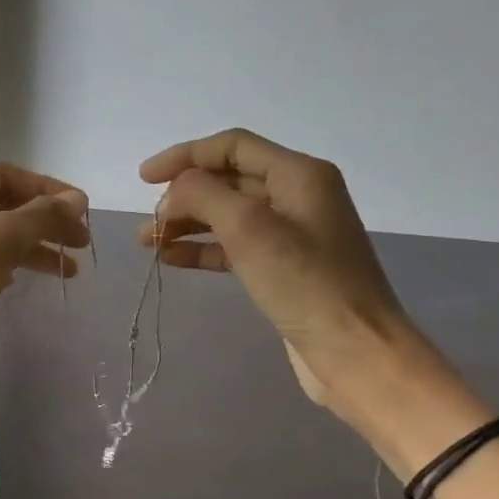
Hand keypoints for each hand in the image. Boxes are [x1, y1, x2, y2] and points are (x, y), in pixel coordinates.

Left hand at [0, 164, 90, 390]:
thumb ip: (40, 216)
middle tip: (81, 243)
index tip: (83, 211)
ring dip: (33, 248)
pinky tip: (32, 278)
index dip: (48, 190)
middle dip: (44, 221)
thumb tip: (77, 199)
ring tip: (70, 270)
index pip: (7, 175)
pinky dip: (10, 265)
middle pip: (2, 204)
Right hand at [138, 129, 412, 409]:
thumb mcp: (249, 228)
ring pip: (228, 215)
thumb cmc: (304, 283)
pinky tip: (172, 259)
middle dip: (184, 195)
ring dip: (187, 223)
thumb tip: (175, 191)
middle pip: (228, 180)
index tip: (144, 178)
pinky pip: (234, 246)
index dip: (184, 156)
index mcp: (299, 174)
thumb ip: (204, 195)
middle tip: (150, 221)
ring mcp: (292, 234)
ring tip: (149, 242)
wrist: (355, 351)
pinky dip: (203, 249)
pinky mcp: (284, 268)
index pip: (232, 147)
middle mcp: (297, 196)